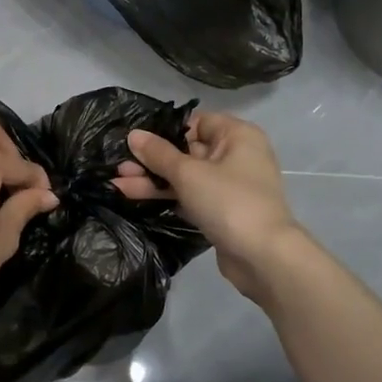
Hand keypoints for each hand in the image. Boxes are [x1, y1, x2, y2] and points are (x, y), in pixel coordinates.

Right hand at [113, 111, 304, 303]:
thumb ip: (158, 154)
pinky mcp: (222, 211)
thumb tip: (133, 134)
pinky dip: (167, 196)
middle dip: (152, 160)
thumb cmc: (229, 201)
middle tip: (119, 166)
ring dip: (153, 180)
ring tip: (117, 184)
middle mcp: (236, 156)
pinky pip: (190, 196)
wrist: (263, 258)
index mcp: (237, 136)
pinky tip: (135, 197)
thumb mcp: (188, 173)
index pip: (196, 123)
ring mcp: (229, 186)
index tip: (136, 140)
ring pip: (186, 176)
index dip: (166, 131)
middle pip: (187, 151)